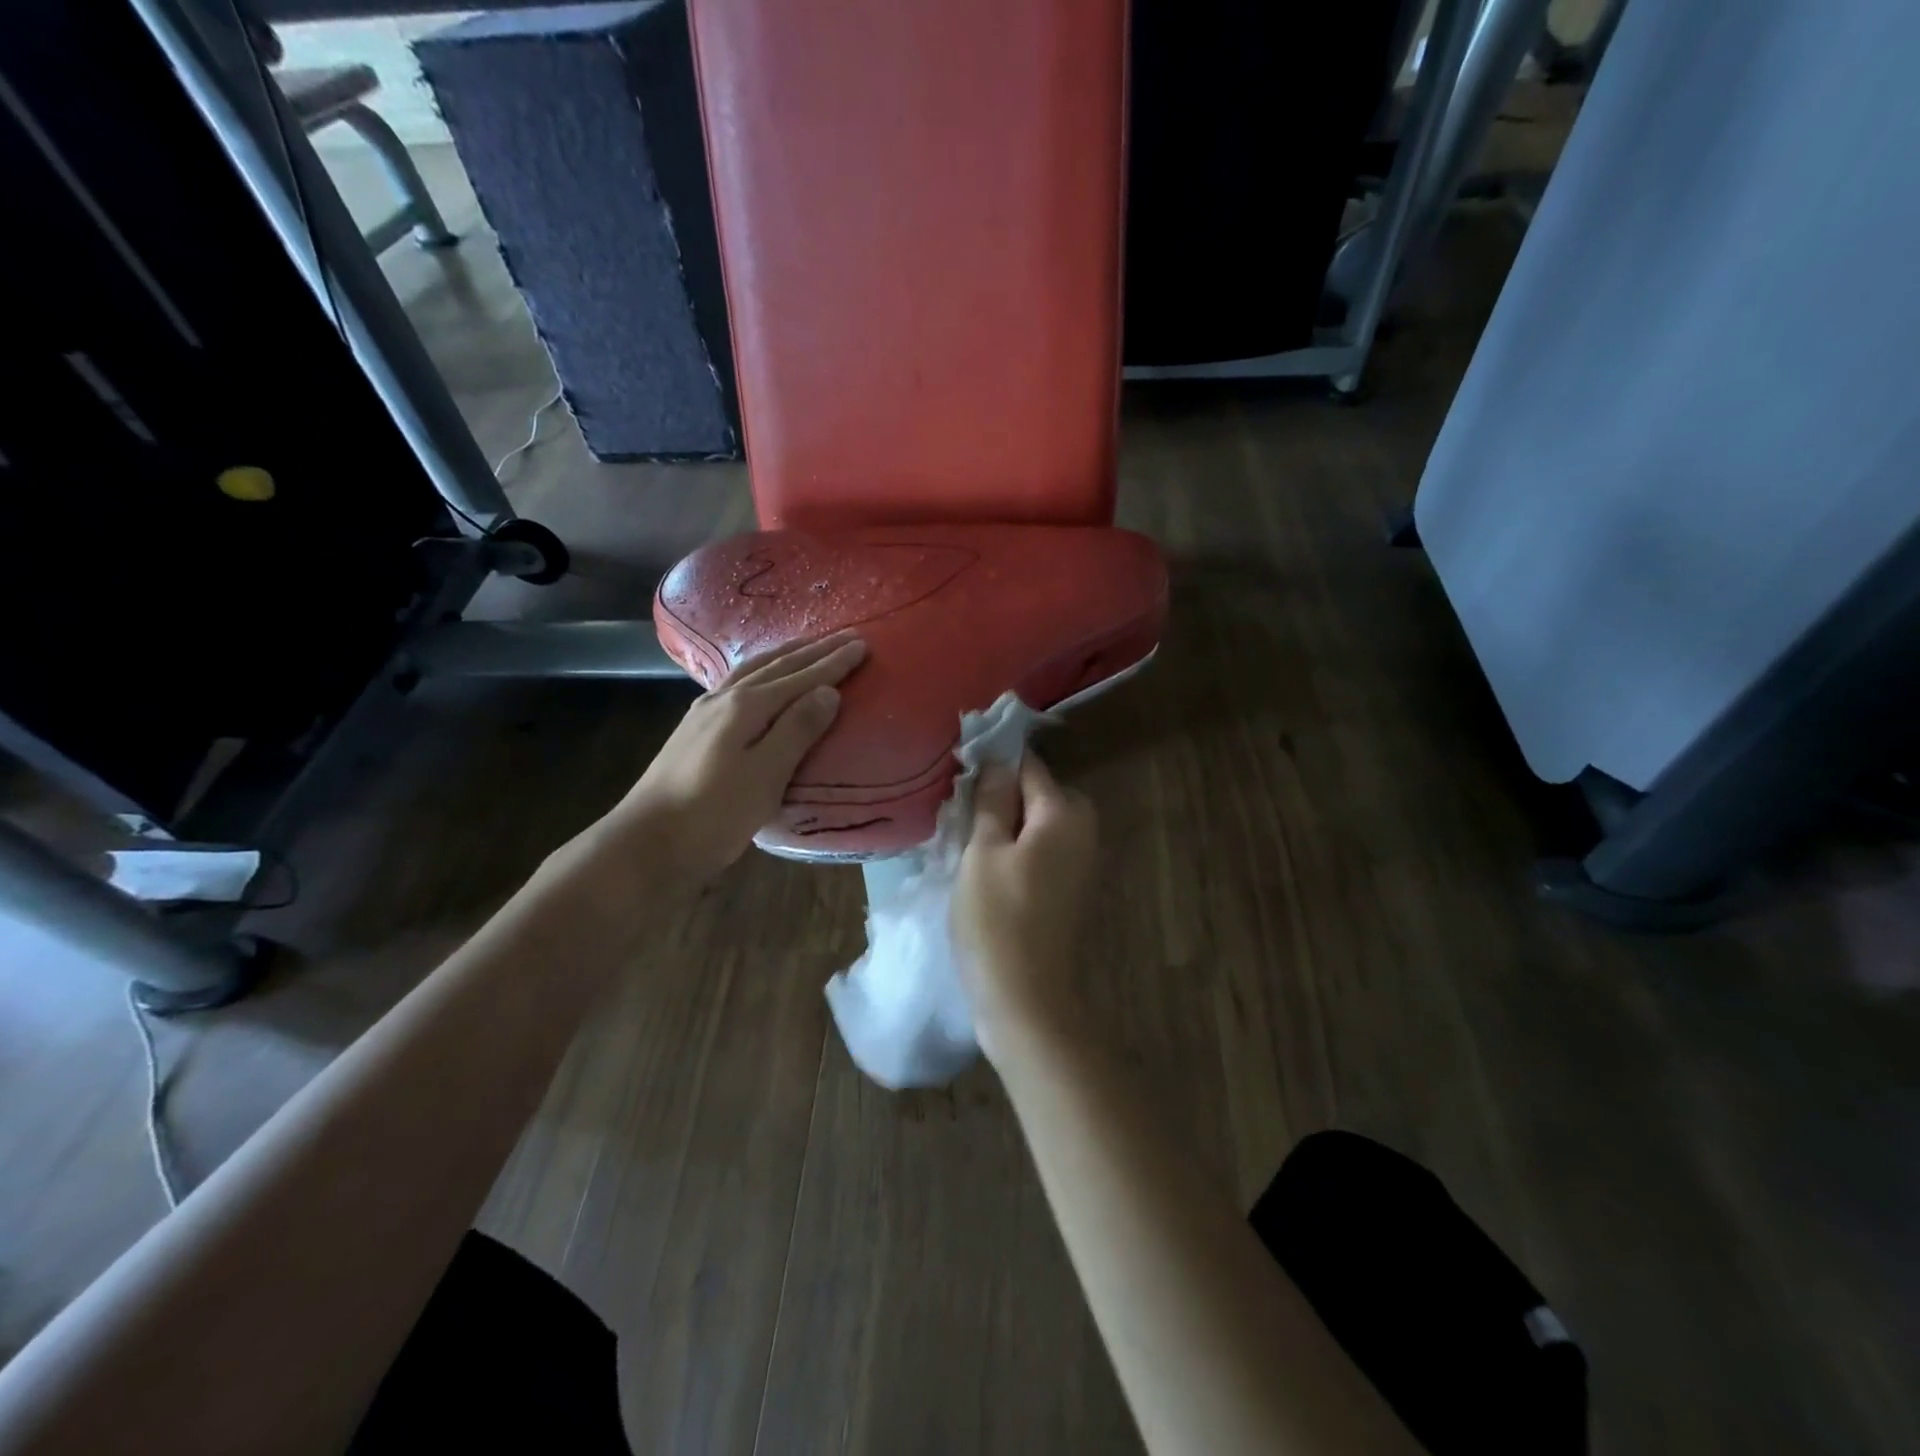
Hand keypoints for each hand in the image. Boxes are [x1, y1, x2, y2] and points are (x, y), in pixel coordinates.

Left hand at [606, 631, 866, 881]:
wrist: (647, 844)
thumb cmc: (714, 814)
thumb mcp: (766, 775)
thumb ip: (797, 730)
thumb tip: (827, 692)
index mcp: (746, 707)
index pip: (800, 678)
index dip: (832, 663)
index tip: (861, 646)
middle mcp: (724, 699)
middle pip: (776, 667)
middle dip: (813, 652)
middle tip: (844, 637)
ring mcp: (704, 713)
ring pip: (752, 671)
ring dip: (784, 657)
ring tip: (806, 647)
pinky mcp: (694, 730)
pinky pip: (737, 685)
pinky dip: (760, 673)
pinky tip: (759, 680)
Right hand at [952, 752, 1098, 1060]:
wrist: (1027, 998)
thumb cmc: (997, 919)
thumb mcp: (983, 852)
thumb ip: (991, 801)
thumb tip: (997, 761)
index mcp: (1064, 812)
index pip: (1028, 766)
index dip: (994, 765)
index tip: (961, 775)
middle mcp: (1084, 828)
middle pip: (1039, 792)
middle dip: (1003, 797)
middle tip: (962, 817)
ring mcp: (1083, 859)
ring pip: (1040, 822)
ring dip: (1009, 825)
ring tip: (971, 843)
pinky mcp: (1075, 886)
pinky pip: (1046, 848)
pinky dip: (1021, 849)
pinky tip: (991, 868)